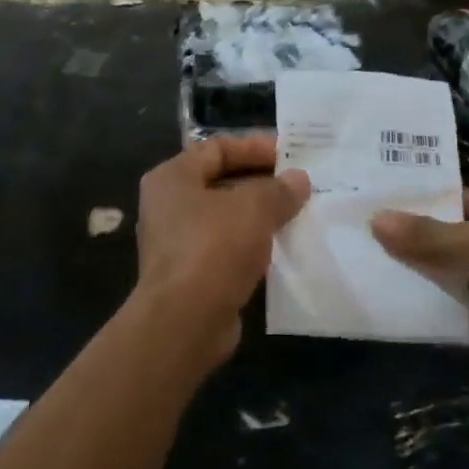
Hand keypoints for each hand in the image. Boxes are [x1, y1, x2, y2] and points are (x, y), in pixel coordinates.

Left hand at [134, 135, 310, 361]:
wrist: (186, 321)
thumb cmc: (214, 248)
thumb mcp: (254, 208)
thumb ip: (279, 189)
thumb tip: (299, 180)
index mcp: (172, 178)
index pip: (217, 148)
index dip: (254, 146)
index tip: (291, 154)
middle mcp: (168, 205)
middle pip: (221, 181)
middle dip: (262, 182)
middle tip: (300, 184)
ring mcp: (178, 242)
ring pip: (226, 217)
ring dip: (260, 215)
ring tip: (299, 213)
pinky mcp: (191, 273)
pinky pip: (227, 248)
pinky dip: (253, 244)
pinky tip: (283, 247)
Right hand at [371, 190, 468, 396]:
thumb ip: (425, 235)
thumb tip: (375, 219)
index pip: (461, 200)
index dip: (423, 204)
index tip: (379, 207)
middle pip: (454, 240)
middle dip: (416, 244)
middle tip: (363, 240)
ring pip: (454, 278)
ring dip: (422, 280)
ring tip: (368, 272)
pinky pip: (459, 314)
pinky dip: (434, 314)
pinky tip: (393, 309)